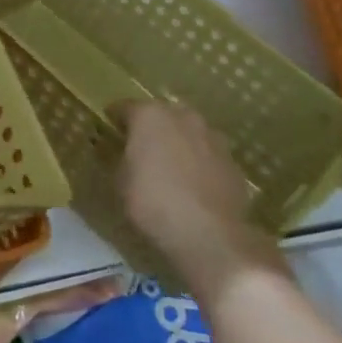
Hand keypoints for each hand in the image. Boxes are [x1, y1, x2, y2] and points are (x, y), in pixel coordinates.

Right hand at [116, 100, 287, 307]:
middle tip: (140, 146)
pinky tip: (192, 184)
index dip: (115, 119)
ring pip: (188, 132)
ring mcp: (212, 137)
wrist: (210, 234)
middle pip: (161, 114)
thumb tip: (120, 151)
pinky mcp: (232, 161)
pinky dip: (198, 162)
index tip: (109, 129)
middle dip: (151, 127)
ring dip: (178, 142)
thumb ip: (120, 157)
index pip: (125, 107)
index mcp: (150, 116)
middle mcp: (183, 117)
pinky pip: (207, 154)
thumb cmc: (152, 202)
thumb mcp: (120, 180)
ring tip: (169, 165)